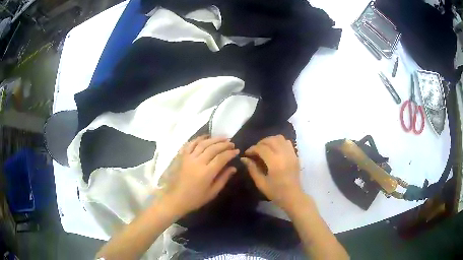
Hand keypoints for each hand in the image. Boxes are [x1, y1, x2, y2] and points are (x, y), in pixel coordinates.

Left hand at [158, 136, 238, 217]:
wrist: (175, 199)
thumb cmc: (195, 199)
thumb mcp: (212, 192)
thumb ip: (223, 178)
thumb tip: (233, 168)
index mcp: (206, 172)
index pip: (221, 158)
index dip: (230, 153)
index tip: (237, 151)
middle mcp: (197, 162)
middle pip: (213, 148)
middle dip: (224, 144)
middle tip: (231, 143)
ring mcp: (188, 157)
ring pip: (202, 143)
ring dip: (213, 139)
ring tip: (222, 137)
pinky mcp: (181, 156)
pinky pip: (190, 144)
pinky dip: (198, 139)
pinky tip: (205, 137)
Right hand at [241, 135, 301, 210]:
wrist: (293, 197)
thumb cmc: (276, 192)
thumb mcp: (261, 183)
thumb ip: (252, 169)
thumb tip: (244, 159)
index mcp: (275, 163)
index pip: (261, 148)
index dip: (252, 149)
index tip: (247, 154)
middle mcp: (284, 155)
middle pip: (271, 140)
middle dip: (260, 143)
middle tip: (255, 151)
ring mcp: (291, 154)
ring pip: (280, 138)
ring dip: (270, 140)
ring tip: (264, 148)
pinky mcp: (295, 155)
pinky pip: (287, 142)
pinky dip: (279, 143)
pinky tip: (274, 150)